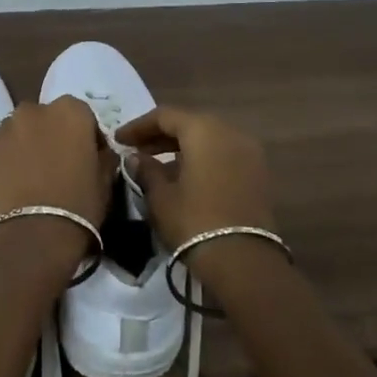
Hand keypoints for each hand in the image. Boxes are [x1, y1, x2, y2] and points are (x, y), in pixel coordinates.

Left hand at [0, 98, 114, 257]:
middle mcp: (36, 111)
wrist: (34, 237)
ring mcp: (3, 127)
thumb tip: (100, 152)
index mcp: (72, 113)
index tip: (85, 160)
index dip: (84, 137)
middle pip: (44, 118)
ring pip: (13, 127)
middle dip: (49, 136)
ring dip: (19, 142)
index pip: (81, 115)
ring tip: (20, 173)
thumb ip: (103, 158)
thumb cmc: (78, 209)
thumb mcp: (105, 183)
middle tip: (52, 167)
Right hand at [114, 106, 276, 251]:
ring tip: (156, 166)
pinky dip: (202, 159)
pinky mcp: (257, 173)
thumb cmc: (194, 222)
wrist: (243, 260)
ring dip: (182, 148)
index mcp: (204, 130)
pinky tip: (183, 177)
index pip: (165, 116)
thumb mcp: (161, 197)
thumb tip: (135, 158)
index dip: (138, 126)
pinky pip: (223, 155)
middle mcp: (230, 132)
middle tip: (136, 150)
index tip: (118, 140)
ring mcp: (248, 152)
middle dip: (161, 135)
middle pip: (190, 124)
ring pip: (208, 139)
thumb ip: (146, 170)